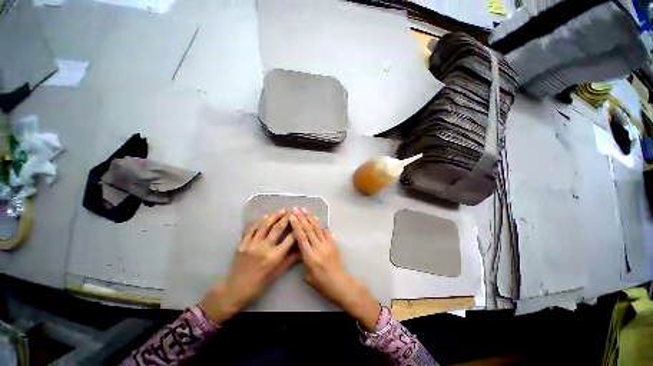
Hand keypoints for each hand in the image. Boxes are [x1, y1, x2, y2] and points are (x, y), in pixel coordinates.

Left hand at [200, 210, 299, 324]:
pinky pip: (252, 229)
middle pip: (277, 228)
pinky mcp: (242, 244)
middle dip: (286, 218)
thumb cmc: (259, 284)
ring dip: (274, 216)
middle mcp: (264, 248)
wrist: (235, 290)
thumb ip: (290, 260)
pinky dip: (259, 222)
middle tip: (292, 210)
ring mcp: (252, 244)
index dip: (296, 229)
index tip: (301, 220)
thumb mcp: (277, 274)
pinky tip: (265, 217)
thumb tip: (302, 250)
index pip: (289, 239)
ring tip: (281, 210)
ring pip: (265, 226)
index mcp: (274, 257)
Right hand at [289, 207, 380, 331]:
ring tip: (305, 210)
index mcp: (309, 256)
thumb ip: (303, 260)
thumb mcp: (307, 275)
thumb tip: (302, 249)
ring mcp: (327, 244)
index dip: (296, 225)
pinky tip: (317, 219)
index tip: (292, 216)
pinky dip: (321, 225)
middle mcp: (318, 247)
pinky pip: (327, 232)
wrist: (339, 284)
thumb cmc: (321, 283)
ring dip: (311, 218)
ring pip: (317, 228)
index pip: (301, 237)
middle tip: (297, 209)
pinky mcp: (334, 244)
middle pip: (309, 229)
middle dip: (302, 218)